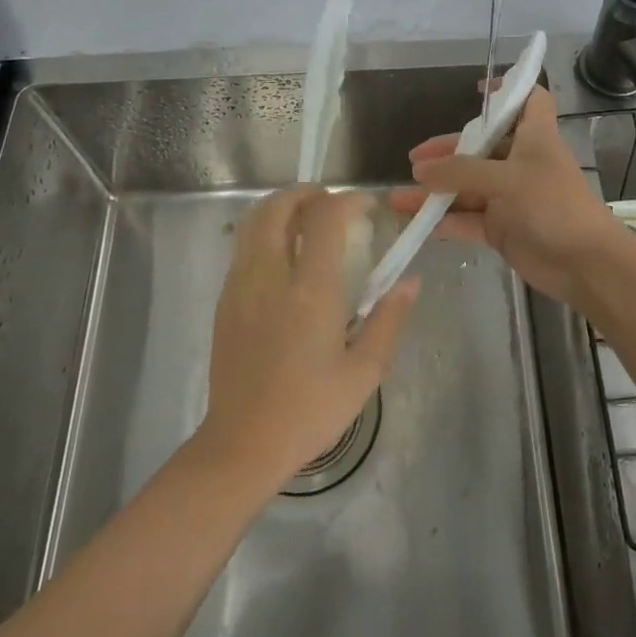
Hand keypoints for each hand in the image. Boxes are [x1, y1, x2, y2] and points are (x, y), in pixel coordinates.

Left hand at [197, 188, 418, 494]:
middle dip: (306, 192)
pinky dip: (264, 232)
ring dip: (281, 207)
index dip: (348, 200)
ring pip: (253, 221)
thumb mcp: (364, 372)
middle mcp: (271, 275)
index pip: (325, 217)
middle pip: (278, 206)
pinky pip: (243, 247)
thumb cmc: (310, 410)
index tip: (367, 207)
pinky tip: (283, 256)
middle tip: (331, 202)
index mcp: (310, 290)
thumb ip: (390, 320)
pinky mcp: (225, 300)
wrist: (243, 444)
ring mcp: (241, 285)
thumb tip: (410, 282)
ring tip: (306, 219)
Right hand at [390, 86, 635, 312]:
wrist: (585, 265)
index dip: (509, 90)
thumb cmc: (553, 206)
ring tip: (399, 198)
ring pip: (467, 187)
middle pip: (481, 147)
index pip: (530, 100)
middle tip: (414, 161)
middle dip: (448, 152)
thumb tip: (420, 171)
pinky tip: (417, 224)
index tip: (479, 91)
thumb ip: (461, 173)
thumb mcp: (506, 180)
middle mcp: (521, 163)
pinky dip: (445, 221)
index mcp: (534, 137)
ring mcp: (510, 197)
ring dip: (436, 192)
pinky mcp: (503, 229)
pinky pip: (467, 220)